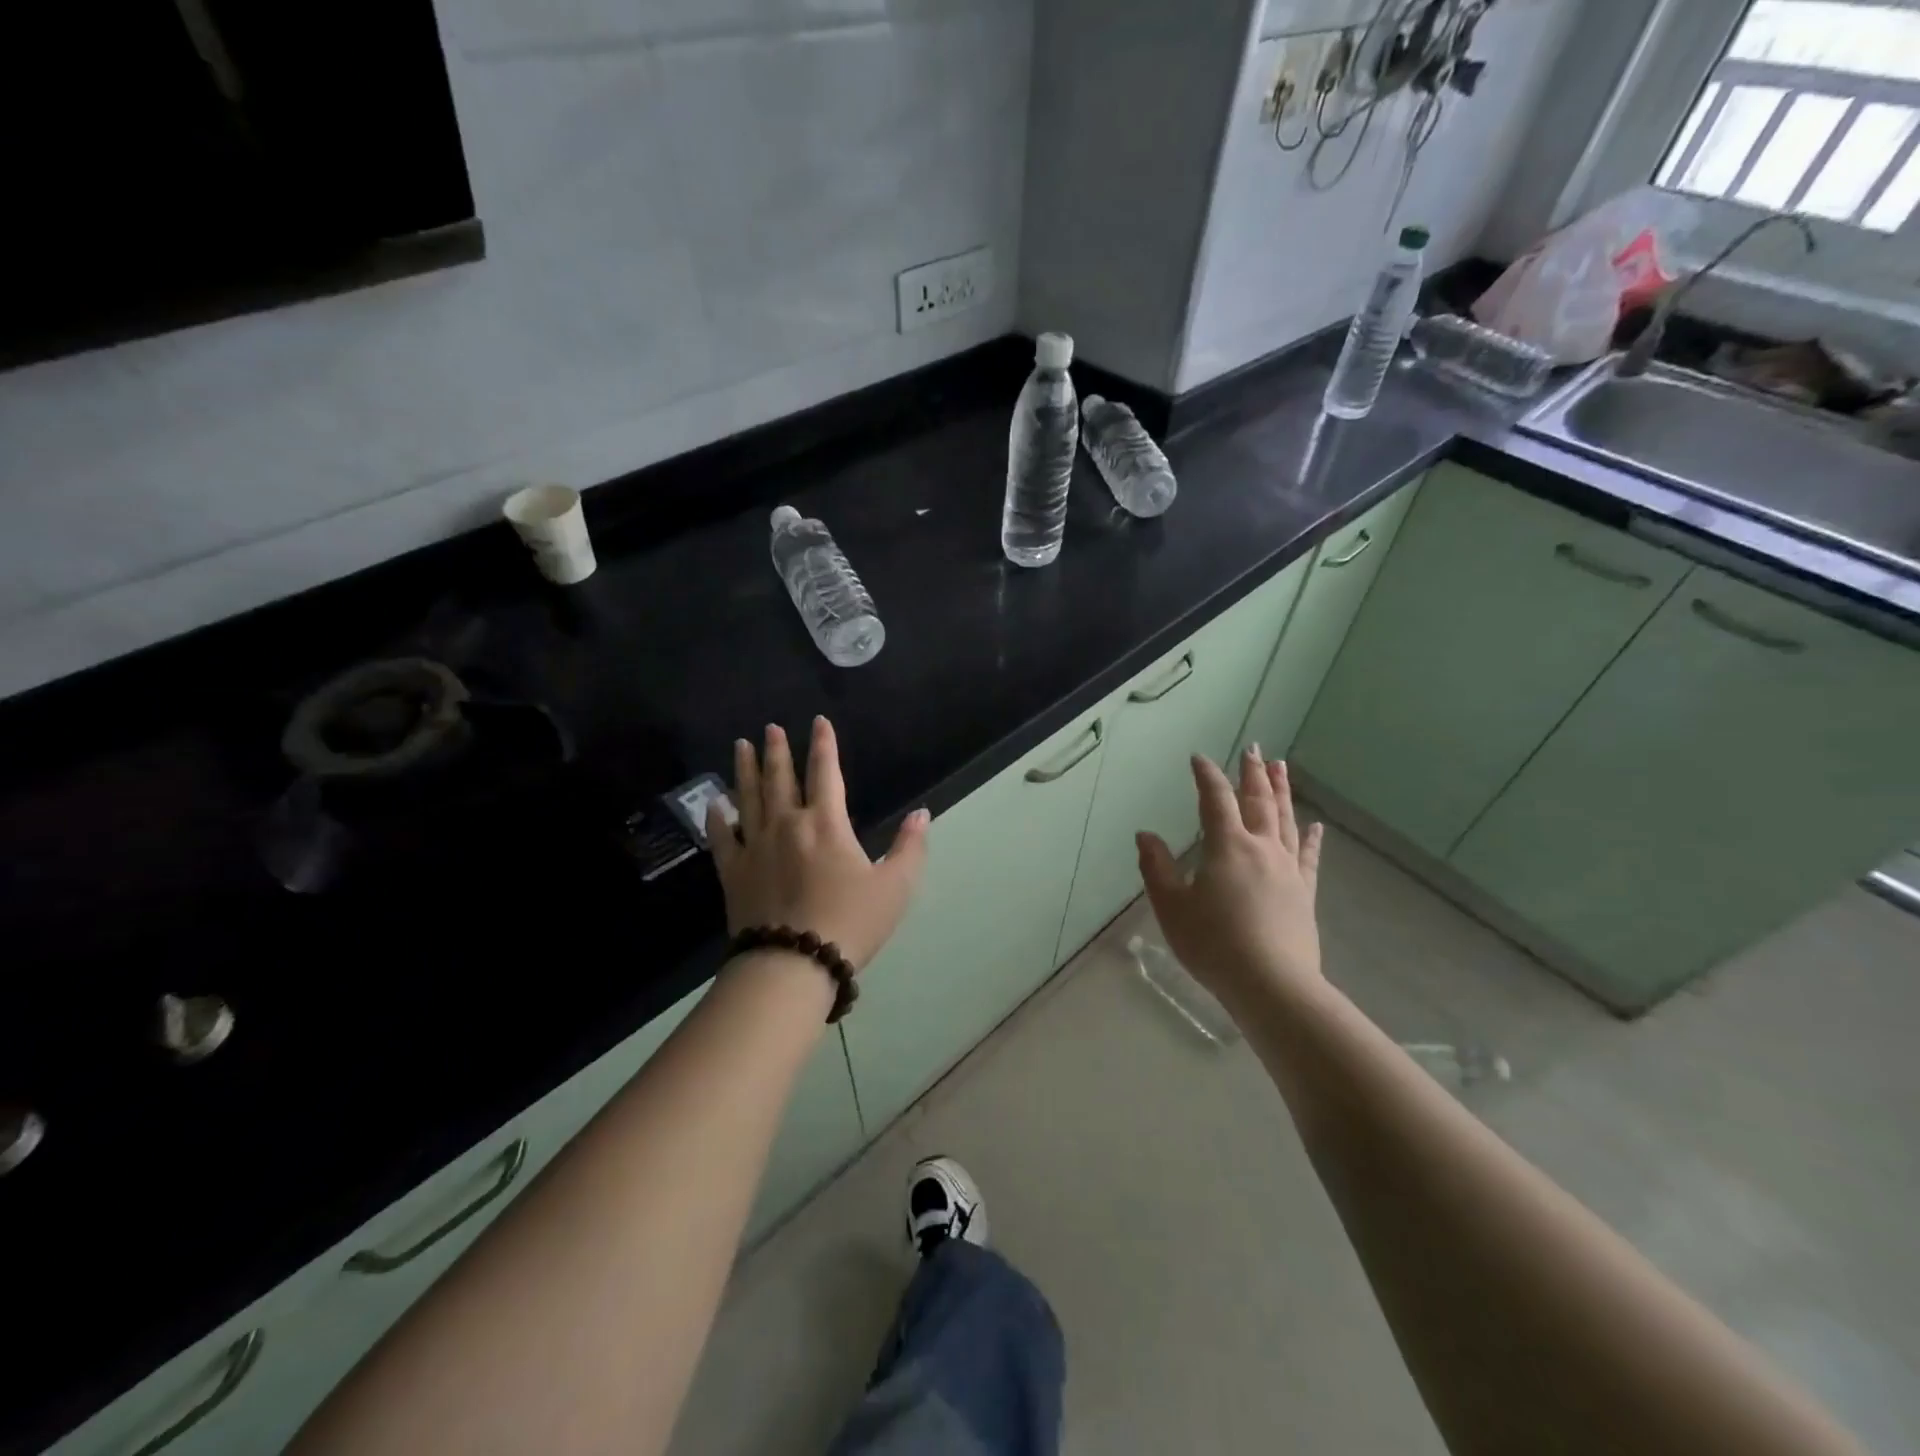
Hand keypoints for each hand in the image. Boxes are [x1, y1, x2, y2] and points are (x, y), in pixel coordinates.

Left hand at [708, 717, 929, 970]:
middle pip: (780, 778)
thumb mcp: (895, 887)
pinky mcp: (733, 872)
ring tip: (740, 746)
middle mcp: (787, 824)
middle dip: (777, 750)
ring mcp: (755, 846)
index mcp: (826, 823)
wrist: (793, 963)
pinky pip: (722, 837)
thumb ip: (910, 847)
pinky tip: (715, 804)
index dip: (824, 745)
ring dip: (745, 770)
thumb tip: (922, 814)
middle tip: (770, 728)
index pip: (825, 772)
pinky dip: (718, 818)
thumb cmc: (850, 922)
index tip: (819, 721)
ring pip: (748, 797)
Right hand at [1137, 747, 1325, 1008]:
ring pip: (1285, 821)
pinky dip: (1311, 839)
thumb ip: (1157, 868)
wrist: (1271, 984)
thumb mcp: (1172, 906)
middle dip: (1253, 773)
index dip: (1206, 776)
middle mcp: (1261, 848)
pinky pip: (1309, 858)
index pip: (1215, 800)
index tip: (1199, 758)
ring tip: (1281, 768)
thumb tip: (1145, 835)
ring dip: (1282, 792)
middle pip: (1258, 802)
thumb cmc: (1213, 943)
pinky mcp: (1304, 893)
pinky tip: (1316, 827)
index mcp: (1227, 846)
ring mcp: (1287, 870)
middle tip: (1254, 749)